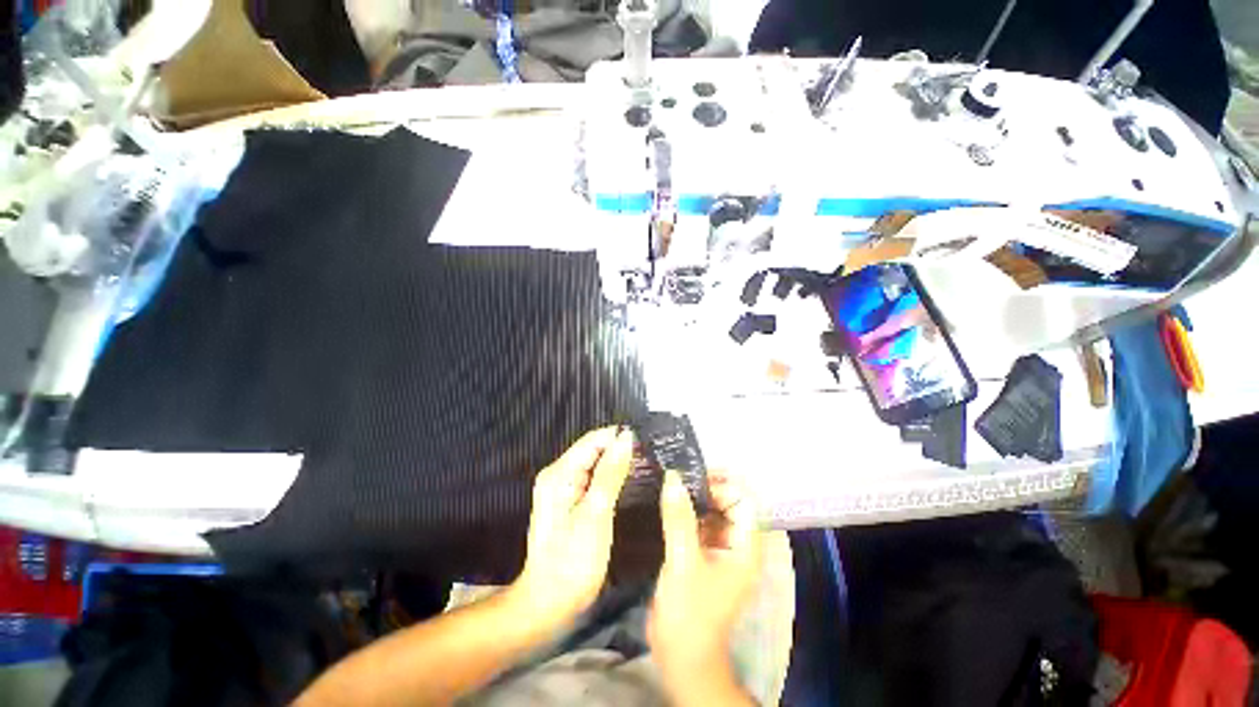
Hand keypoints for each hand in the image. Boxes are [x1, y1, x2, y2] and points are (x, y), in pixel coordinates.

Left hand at [510, 426, 632, 629]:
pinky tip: (631, 483)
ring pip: (596, 464)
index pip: (594, 439)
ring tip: (648, 466)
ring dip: (618, 464)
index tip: (648, 441)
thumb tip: (626, 437)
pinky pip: (594, 479)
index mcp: (560, 473)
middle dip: (621, 450)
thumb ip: (611, 472)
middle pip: (594, 450)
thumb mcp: (596, 513)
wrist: (549, 604)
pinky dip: (612, 478)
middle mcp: (558, 474)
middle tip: (652, 456)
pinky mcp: (570, 502)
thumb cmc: (572, 562)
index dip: (620, 436)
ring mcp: (563, 489)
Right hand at [649, 469, 762, 694]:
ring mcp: (719, 552)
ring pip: (712, 514)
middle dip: (707, 488)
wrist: (680, 658)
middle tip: (678, 476)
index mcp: (745, 548)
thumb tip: (672, 477)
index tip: (695, 473)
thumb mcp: (683, 562)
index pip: (744, 502)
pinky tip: (668, 504)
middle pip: (729, 504)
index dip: (724, 484)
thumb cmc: (689, 614)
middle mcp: (737, 546)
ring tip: (671, 483)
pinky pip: (698, 525)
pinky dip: (686, 513)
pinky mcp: (702, 557)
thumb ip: (679, 518)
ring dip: (694, 499)